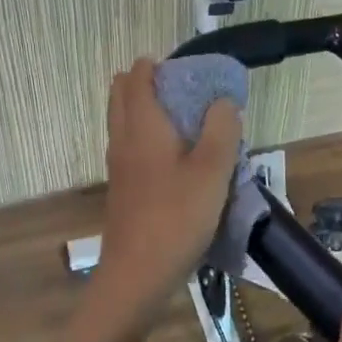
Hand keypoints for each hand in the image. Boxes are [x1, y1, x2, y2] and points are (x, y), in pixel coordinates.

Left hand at [97, 58, 241, 308]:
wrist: (138, 274)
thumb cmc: (177, 218)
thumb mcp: (212, 171)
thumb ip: (221, 130)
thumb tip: (223, 102)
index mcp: (142, 125)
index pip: (138, 75)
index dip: (160, 66)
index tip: (191, 75)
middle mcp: (123, 138)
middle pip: (123, 94)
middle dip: (150, 84)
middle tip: (188, 96)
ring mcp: (118, 166)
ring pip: (125, 122)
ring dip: (148, 112)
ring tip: (188, 125)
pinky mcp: (122, 189)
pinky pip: (130, 147)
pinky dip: (148, 138)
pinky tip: (178, 161)